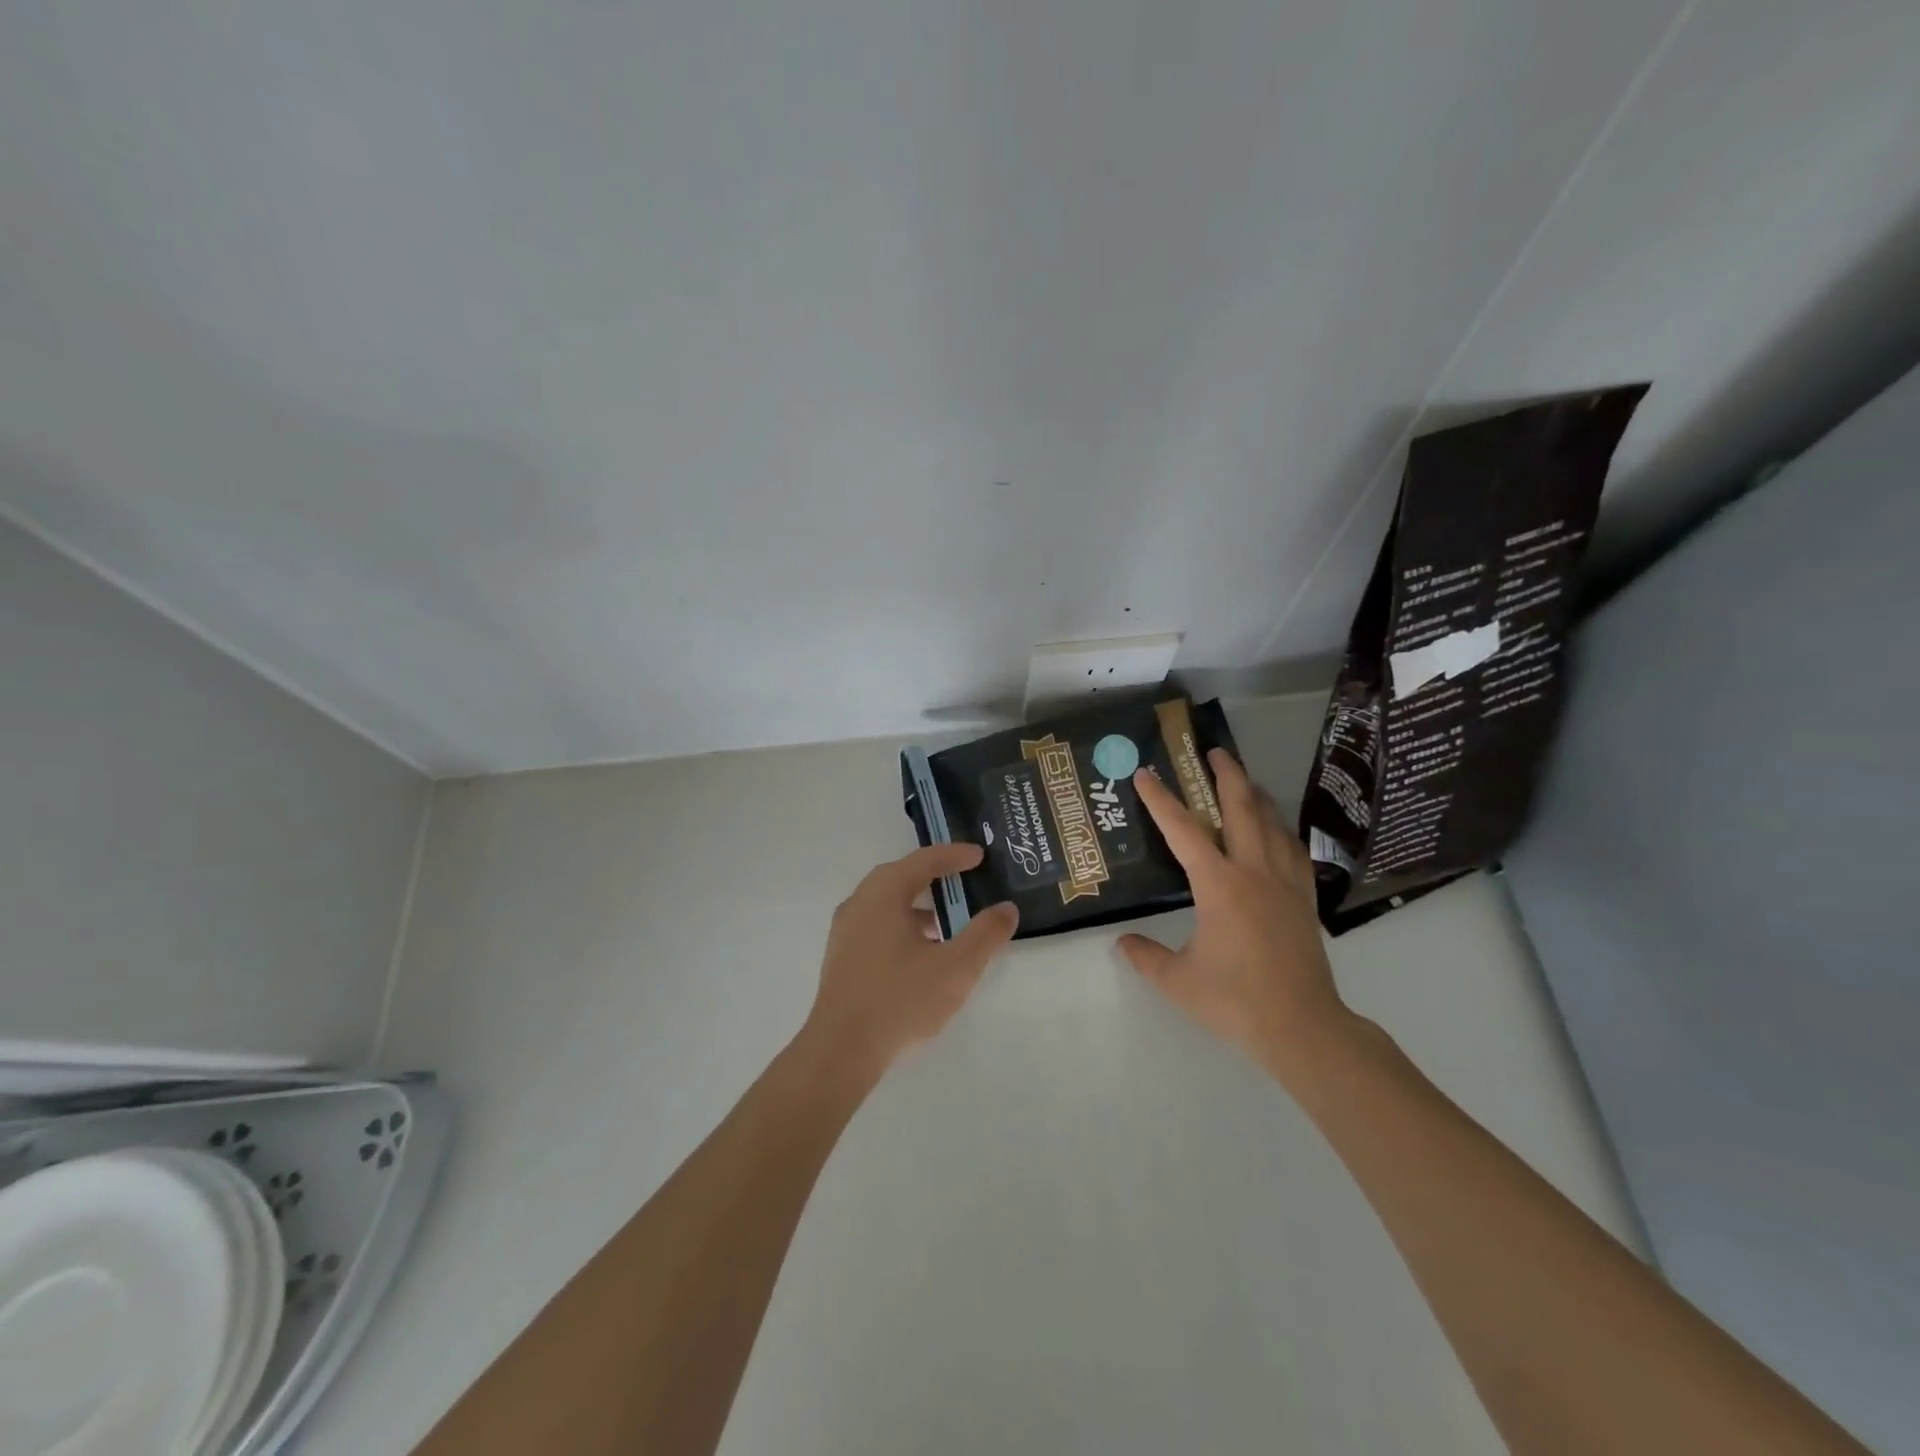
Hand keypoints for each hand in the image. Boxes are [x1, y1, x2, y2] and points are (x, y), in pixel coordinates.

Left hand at [799, 843, 1019, 1081]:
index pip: (922, 861)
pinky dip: (902, 923)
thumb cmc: (901, 1000)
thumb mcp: (956, 967)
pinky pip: (876, 923)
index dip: (953, 855)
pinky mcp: (841, 956)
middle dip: (933, 874)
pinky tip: (921, 951)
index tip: (979, 856)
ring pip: (886, 902)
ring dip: (917, 903)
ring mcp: (845, 930)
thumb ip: (985, 934)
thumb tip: (1006, 909)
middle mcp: (860, 902)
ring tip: (947, 920)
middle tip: (963, 877)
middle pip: (900, 876)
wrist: (841, 1050)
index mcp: (883, 894)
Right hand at [1119, 749, 1350, 1085]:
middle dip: (1226, 775)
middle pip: (1241, 809)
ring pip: (1272, 824)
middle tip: (1213, 751)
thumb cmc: (1235, 1000)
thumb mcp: (1178, 980)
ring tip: (1244, 781)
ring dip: (1256, 796)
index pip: (1183, 830)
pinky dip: (1281, 830)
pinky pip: (1293, 850)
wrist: (1303, 1027)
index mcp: (1219, 884)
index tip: (1146, 774)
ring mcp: (1285, 883)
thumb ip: (1146, 956)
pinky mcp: (1304, 900)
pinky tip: (1277, 831)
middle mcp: (1254, 872)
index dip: (1161, 799)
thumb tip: (1122, 943)